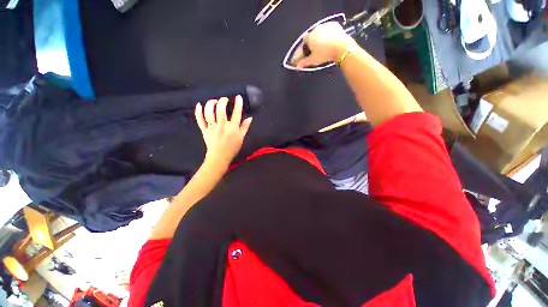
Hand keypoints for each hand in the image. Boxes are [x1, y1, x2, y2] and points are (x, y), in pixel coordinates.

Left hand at [195, 96, 252, 166]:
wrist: (219, 157)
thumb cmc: (232, 148)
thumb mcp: (241, 138)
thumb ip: (245, 127)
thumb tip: (250, 118)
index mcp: (232, 128)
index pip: (236, 113)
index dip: (238, 104)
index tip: (238, 97)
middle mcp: (222, 126)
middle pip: (221, 110)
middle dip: (222, 101)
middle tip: (224, 99)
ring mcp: (212, 127)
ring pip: (209, 113)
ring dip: (211, 104)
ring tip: (214, 101)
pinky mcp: (204, 130)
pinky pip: (200, 120)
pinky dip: (198, 112)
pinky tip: (198, 105)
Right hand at [297, 22, 357, 68]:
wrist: (341, 47)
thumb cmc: (325, 54)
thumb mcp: (313, 60)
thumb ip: (304, 62)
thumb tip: (297, 67)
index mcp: (309, 37)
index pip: (304, 40)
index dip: (306, 46)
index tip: (309, 51)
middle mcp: (316, 29)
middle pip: (312, 35)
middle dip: (314, 41)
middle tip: (318, 49)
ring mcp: (325, 25)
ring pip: (320, 31)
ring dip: (321, 36)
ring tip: (325, 45)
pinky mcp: (333, 24)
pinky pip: (328, 28)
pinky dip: (328, 33)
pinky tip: (331, 40)